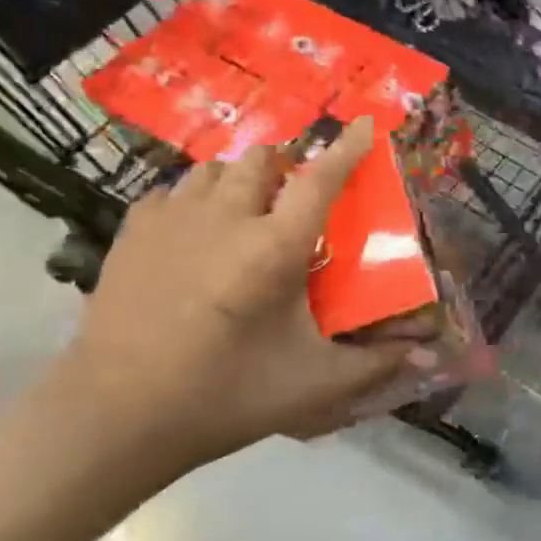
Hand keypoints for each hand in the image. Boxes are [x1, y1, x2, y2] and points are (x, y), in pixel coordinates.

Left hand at [44, 118, 425, 474]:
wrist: (114, 416)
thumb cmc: (224, 395)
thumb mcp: (312, 384)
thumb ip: (375, 364)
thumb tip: (426, 355)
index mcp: (274, 248)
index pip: (321, 179)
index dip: (348, 148)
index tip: (365, 124)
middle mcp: (226, 218)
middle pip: (263, 159)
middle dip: (286, 168)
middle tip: (294, 202)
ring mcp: (173, 219)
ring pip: (216, 168)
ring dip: (242, 180)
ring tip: (246, 213)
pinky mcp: (133, 232)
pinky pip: (174, 189)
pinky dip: (196, 198)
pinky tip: (197, 231)